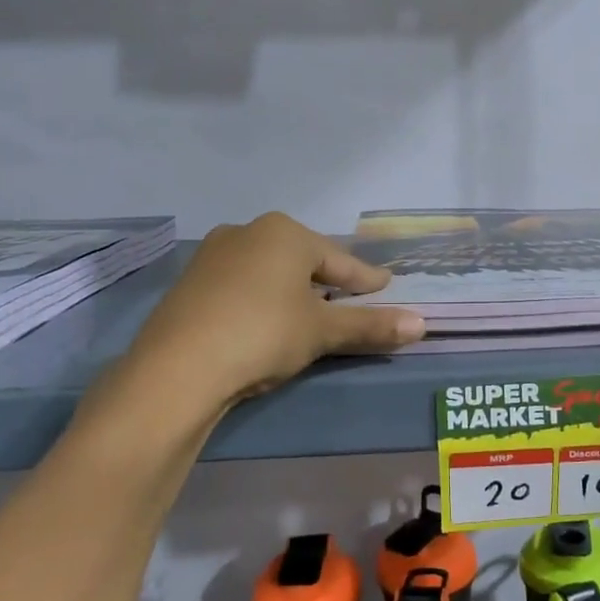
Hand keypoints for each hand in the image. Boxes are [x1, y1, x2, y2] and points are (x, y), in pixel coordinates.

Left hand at [112, 213, 423, 412]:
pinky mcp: (189, 283)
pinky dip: (261, 300)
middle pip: (303, 261)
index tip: (386, 288)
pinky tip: (264, 322)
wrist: (176, 368)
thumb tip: (422, 325)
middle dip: (328, 282)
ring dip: (293, 291)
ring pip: (269, 272)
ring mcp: (213, 255)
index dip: (366, 279)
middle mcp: (247, 232)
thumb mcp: (322, 331)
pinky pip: (241, 286)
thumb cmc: (263, 334)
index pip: (340, 261)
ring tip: (309, 314)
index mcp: (285, 233)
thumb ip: (371, 325)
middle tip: (349, 300)